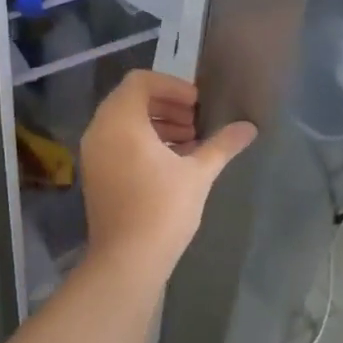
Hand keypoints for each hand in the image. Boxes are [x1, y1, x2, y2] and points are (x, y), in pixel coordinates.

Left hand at [79, 71, 256, 282]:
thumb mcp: (198, 174)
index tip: (197, 104)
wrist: (127, 261)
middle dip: (166, 105)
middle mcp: (99, 131)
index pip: (140, 81)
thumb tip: (249, 127)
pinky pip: (116, 142)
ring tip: (189, 143)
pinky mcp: (95, 174)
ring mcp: (93, 154)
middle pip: (130, 99)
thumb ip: (222, 145)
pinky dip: (142, 141)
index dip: (172, 86)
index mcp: (120, 121)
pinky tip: (171, 163)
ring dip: (156, 124)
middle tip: (195, 122)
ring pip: (123, 122)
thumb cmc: (162, 210)